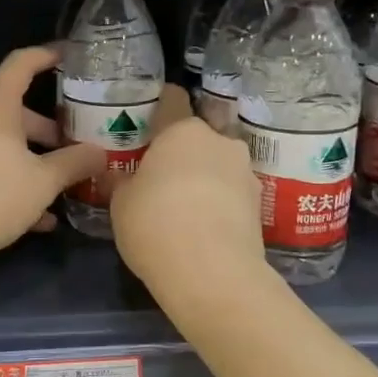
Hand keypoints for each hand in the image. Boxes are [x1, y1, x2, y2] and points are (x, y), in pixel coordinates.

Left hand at [0, 47, 106, 260]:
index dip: (48, 56)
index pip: (22, 63)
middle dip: (48, 128)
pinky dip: (13, 181)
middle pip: (15, 109)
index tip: (70, 56)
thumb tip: (101, 153)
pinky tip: (39, 217)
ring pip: (3, 142)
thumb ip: (75, 163)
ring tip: (63, 184)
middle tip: (76, 143)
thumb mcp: (43, 181)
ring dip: (33, 159)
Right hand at [110, 86, 262, 289]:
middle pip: (198, 136)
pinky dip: (218, 202)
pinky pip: (231, 193)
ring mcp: (245, 172)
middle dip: (182, 150)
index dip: (160, 104)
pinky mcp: (260, 205)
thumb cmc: (156, 225)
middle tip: (160, 172)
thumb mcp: (121, 204)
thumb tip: (117, 175)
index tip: (149, 115)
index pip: (172, 100)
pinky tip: (202, 225)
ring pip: (217, 164)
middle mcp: (219, 142)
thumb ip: (121, 182)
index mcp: (182, 131)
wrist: (213, 275)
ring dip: (203, 176)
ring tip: (183, 204)